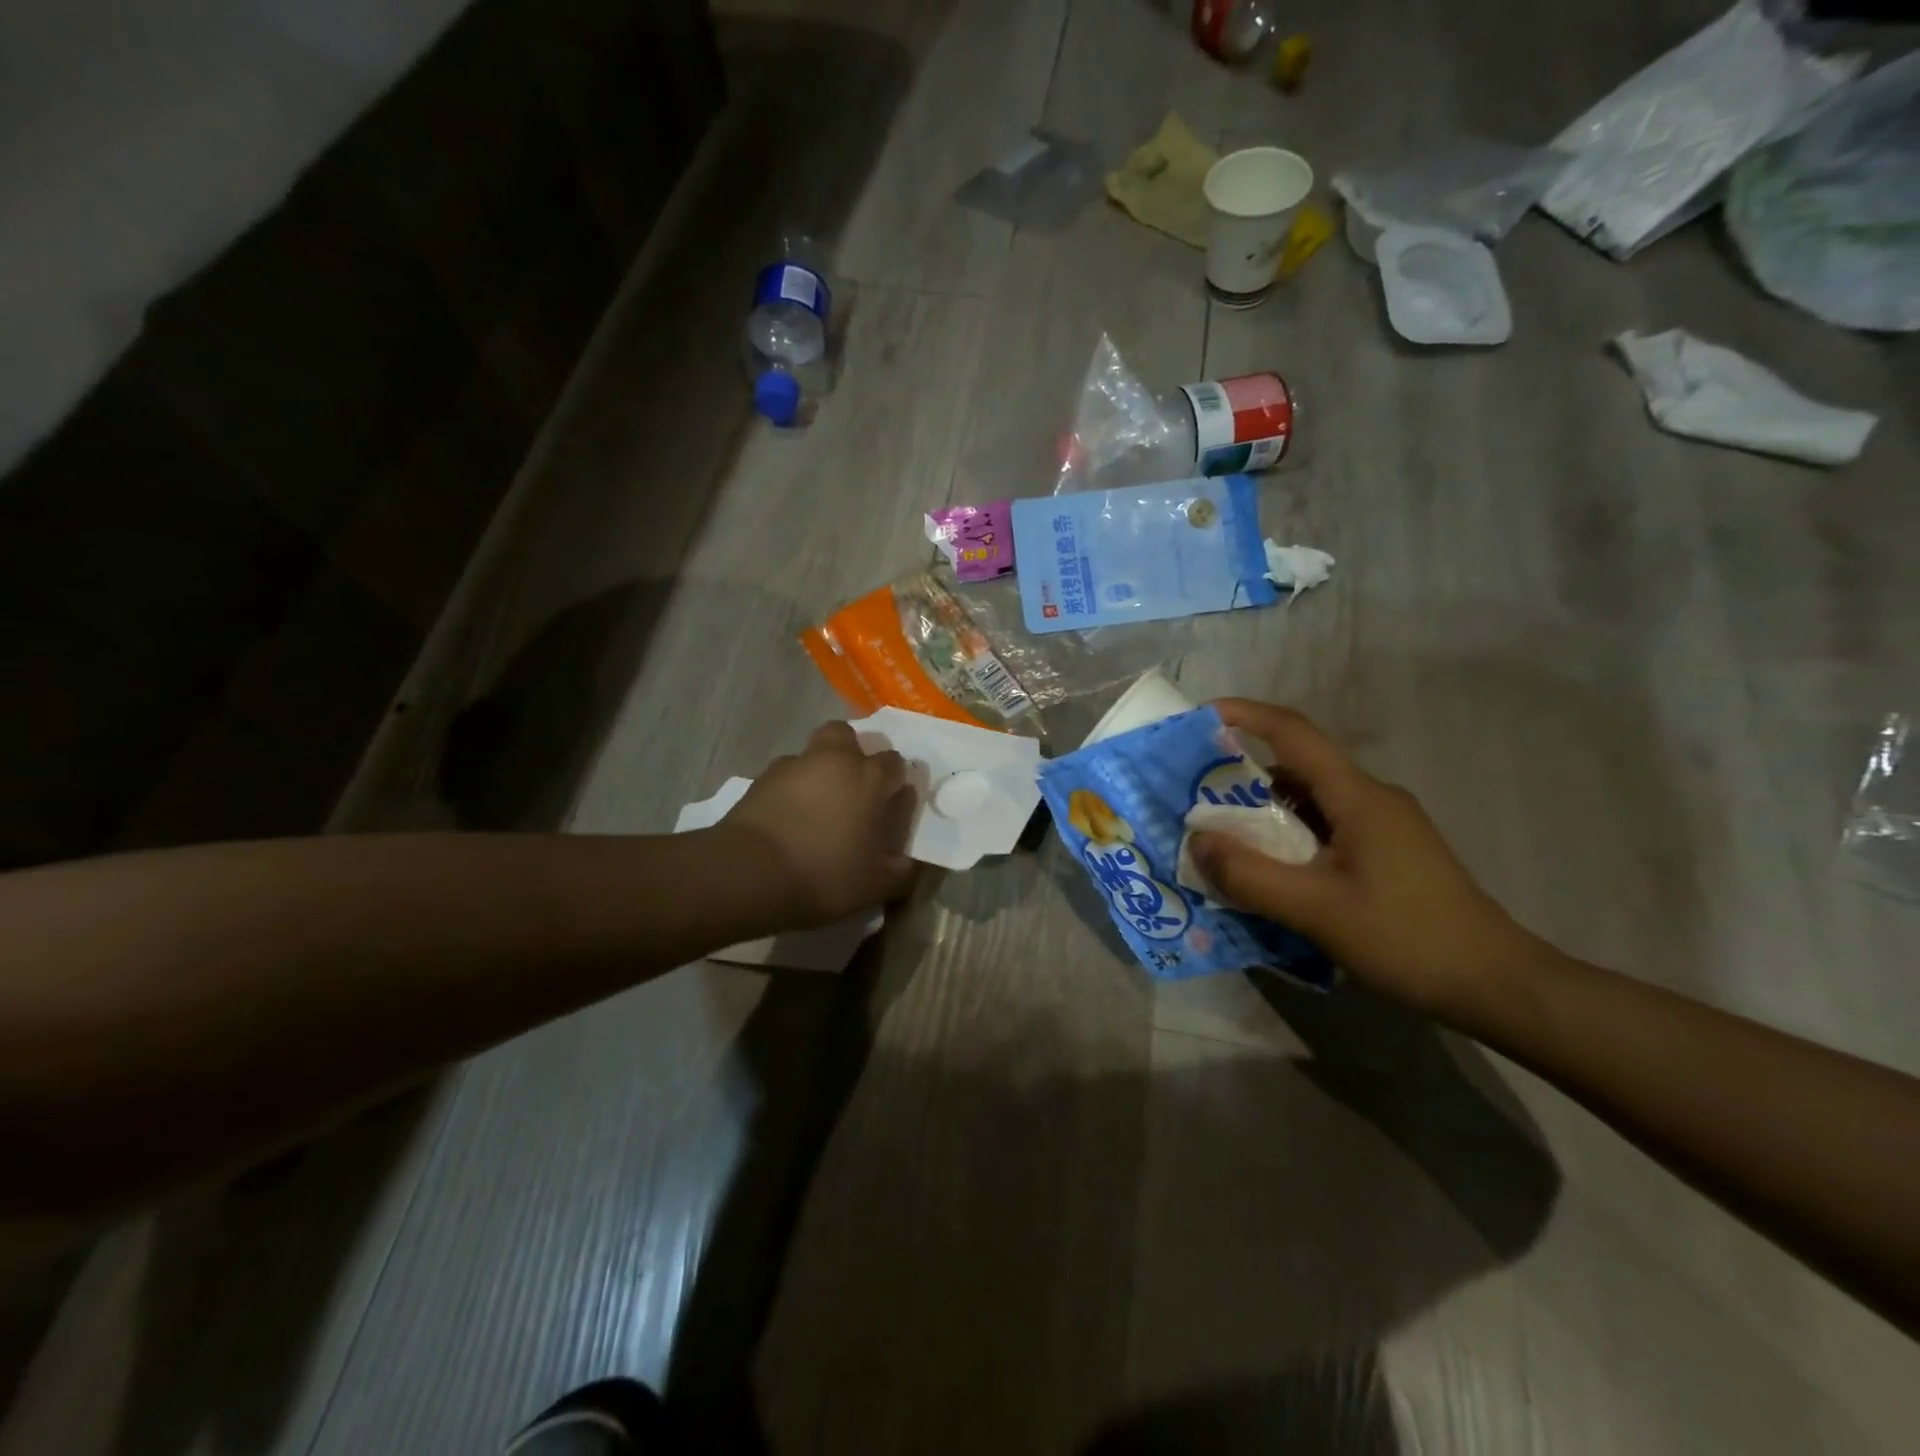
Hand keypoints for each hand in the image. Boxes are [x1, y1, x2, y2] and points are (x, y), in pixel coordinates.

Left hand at [718, 722, 918, 928]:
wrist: (748, 873)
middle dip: (853, 752)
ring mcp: (792, 766)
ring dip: (819, 771)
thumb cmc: (823, 874)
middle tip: (854, 787)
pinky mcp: (759, 780)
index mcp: (868, 778)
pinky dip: (791, 790)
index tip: (892, 803)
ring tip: (818, 807)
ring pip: (812, 754)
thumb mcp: (875, 886)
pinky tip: (790, 818)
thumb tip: (907, 863)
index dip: (896, 780)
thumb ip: (900, 871)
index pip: (894, 762)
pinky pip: (784, 776)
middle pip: (846, 735)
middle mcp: (833, 760)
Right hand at [1188, 699, 1540, 1018]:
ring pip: (1308, 804)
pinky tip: (1267, 874)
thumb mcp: (1316, 910)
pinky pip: (1323, 831)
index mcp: (1357, 796)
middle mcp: (1370, 799)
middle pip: (1295, 770)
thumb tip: (1197, 841)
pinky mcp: (1386, 854)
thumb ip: (1250, 875)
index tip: (1200, 716)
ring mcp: (1382, 827)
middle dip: (1240, 779)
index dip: (1245, 715)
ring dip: (1262, 816)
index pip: (1294, 733)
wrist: (1497, 985)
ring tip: (1220, 842)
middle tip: (1193, 801)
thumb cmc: (1406, 938)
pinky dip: (1287, 841)